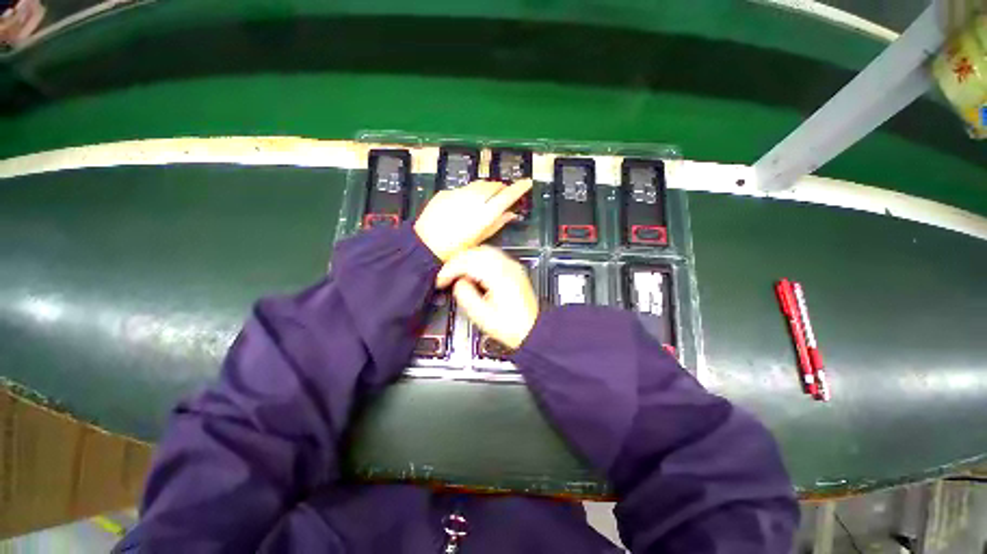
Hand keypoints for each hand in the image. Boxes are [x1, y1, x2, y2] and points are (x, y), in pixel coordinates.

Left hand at [415, 179, 532, 261]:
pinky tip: (465, 203)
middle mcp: (473, 200)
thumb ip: (497, 224)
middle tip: (504, 193)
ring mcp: (458, 194)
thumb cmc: (455, 250)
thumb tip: (511, 214)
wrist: (425, 245)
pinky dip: (469, 192)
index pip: (507, 196)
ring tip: (487, 196)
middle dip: (501, 187)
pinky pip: (462, 188)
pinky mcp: (445, 192)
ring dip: (486, 187)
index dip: (519, 188)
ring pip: (478, 184)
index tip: (527, 183)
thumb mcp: (479, 240)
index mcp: (484, 214)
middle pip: (493, 186)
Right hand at [436, 246, 538, 349]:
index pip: (468, 262)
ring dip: (467, 259)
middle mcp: (507, 266)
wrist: (532, 329)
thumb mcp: (482, 316)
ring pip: (484, 251)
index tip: (441, 280)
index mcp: (499, 276)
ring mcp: (512, 266)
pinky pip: (492, 256)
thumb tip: (459, 282)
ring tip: (457, 273)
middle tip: (447, 275)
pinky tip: (473, 272)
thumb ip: (466, 295)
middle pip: (476, 251)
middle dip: (457, 261)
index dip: (450, 269)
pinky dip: (478, 260)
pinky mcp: (513, 269)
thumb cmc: (510, 326)